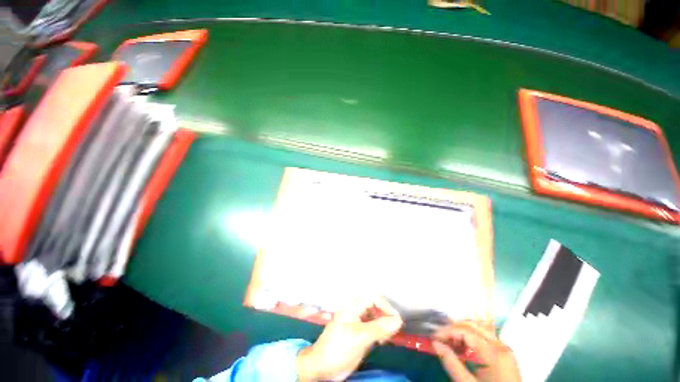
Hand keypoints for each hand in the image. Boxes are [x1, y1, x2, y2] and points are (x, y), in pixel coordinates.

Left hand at [296, 297, 402, 381]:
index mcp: (354, 307)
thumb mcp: (360, 337)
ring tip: (386, 338)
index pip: (374, 298)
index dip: (386, 307)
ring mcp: (356, 322)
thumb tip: (398, 320)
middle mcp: (356, 311)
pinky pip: (372, 327)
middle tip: (392, 332)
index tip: (396, 322)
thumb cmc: (339, 348)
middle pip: (375, 306)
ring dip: (383, 325)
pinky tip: (381, 341)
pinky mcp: (357, 333)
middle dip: (386, 316)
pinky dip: (379, 332)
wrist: (321, 366)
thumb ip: (379, 328)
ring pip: (375, 317)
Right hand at [432, 321, 521, 381]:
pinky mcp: (504, 353)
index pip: (466, 332)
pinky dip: (471, 339)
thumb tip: (435, 344)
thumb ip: (452, 363)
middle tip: (440, 337)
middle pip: (473, 326)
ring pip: (479, 330)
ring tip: (449, 342)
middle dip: (454, 329)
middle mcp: (501, 346)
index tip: (434, 337)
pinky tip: (462, 347)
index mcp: (494, 353)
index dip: (447, 332)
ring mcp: (505, 349)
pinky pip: (485, 338)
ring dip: (461, 332)